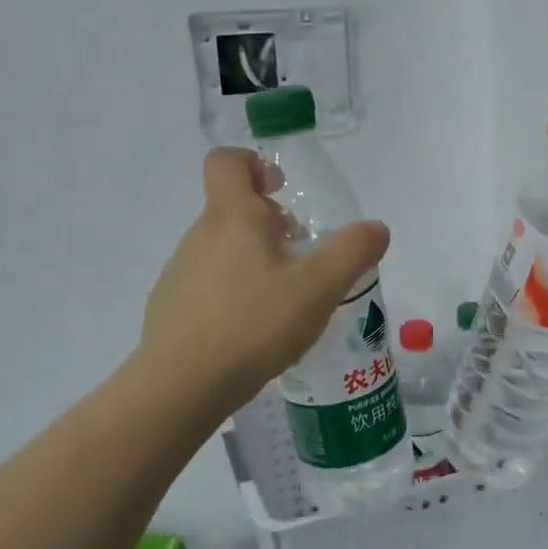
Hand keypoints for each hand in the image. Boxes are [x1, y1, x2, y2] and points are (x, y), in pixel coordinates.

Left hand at [143, 149, 389, 410]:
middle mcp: (200, 236)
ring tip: (284, 300)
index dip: (253, 163)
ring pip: (222, 250)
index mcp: (233, 216)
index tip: (281, 188)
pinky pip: (208, 286)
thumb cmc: (254, 324)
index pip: (227, 162)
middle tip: (302, 255)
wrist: (181, 386)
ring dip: (254, 260)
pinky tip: (254, 331)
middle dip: (269, 223)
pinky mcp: (171, 309)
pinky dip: (234, 293)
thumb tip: (376, 228)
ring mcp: (180, 272)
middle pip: (232, 209)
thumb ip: (353, 252)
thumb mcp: (319, 287)